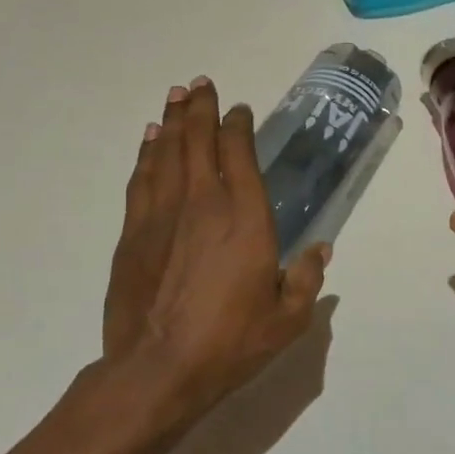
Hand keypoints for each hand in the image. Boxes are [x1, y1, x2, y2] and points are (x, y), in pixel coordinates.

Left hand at [102, 75, 327, 422]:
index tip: (238, 110)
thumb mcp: (287, 319)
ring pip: (166, 153)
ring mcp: (162, 215)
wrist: (157, 370)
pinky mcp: (133, 233)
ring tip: (176, 96)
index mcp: (245, 219)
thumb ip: (307, 279)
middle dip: (200, 109)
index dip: (237, 126)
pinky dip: (147, 153)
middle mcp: (203, 204)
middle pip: (198, 142)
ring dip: (172, 121)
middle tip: (200, 83)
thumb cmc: (230, 343)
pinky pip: (141, 179)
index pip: (239, 154)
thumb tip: (321, 249)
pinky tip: (150, 140)